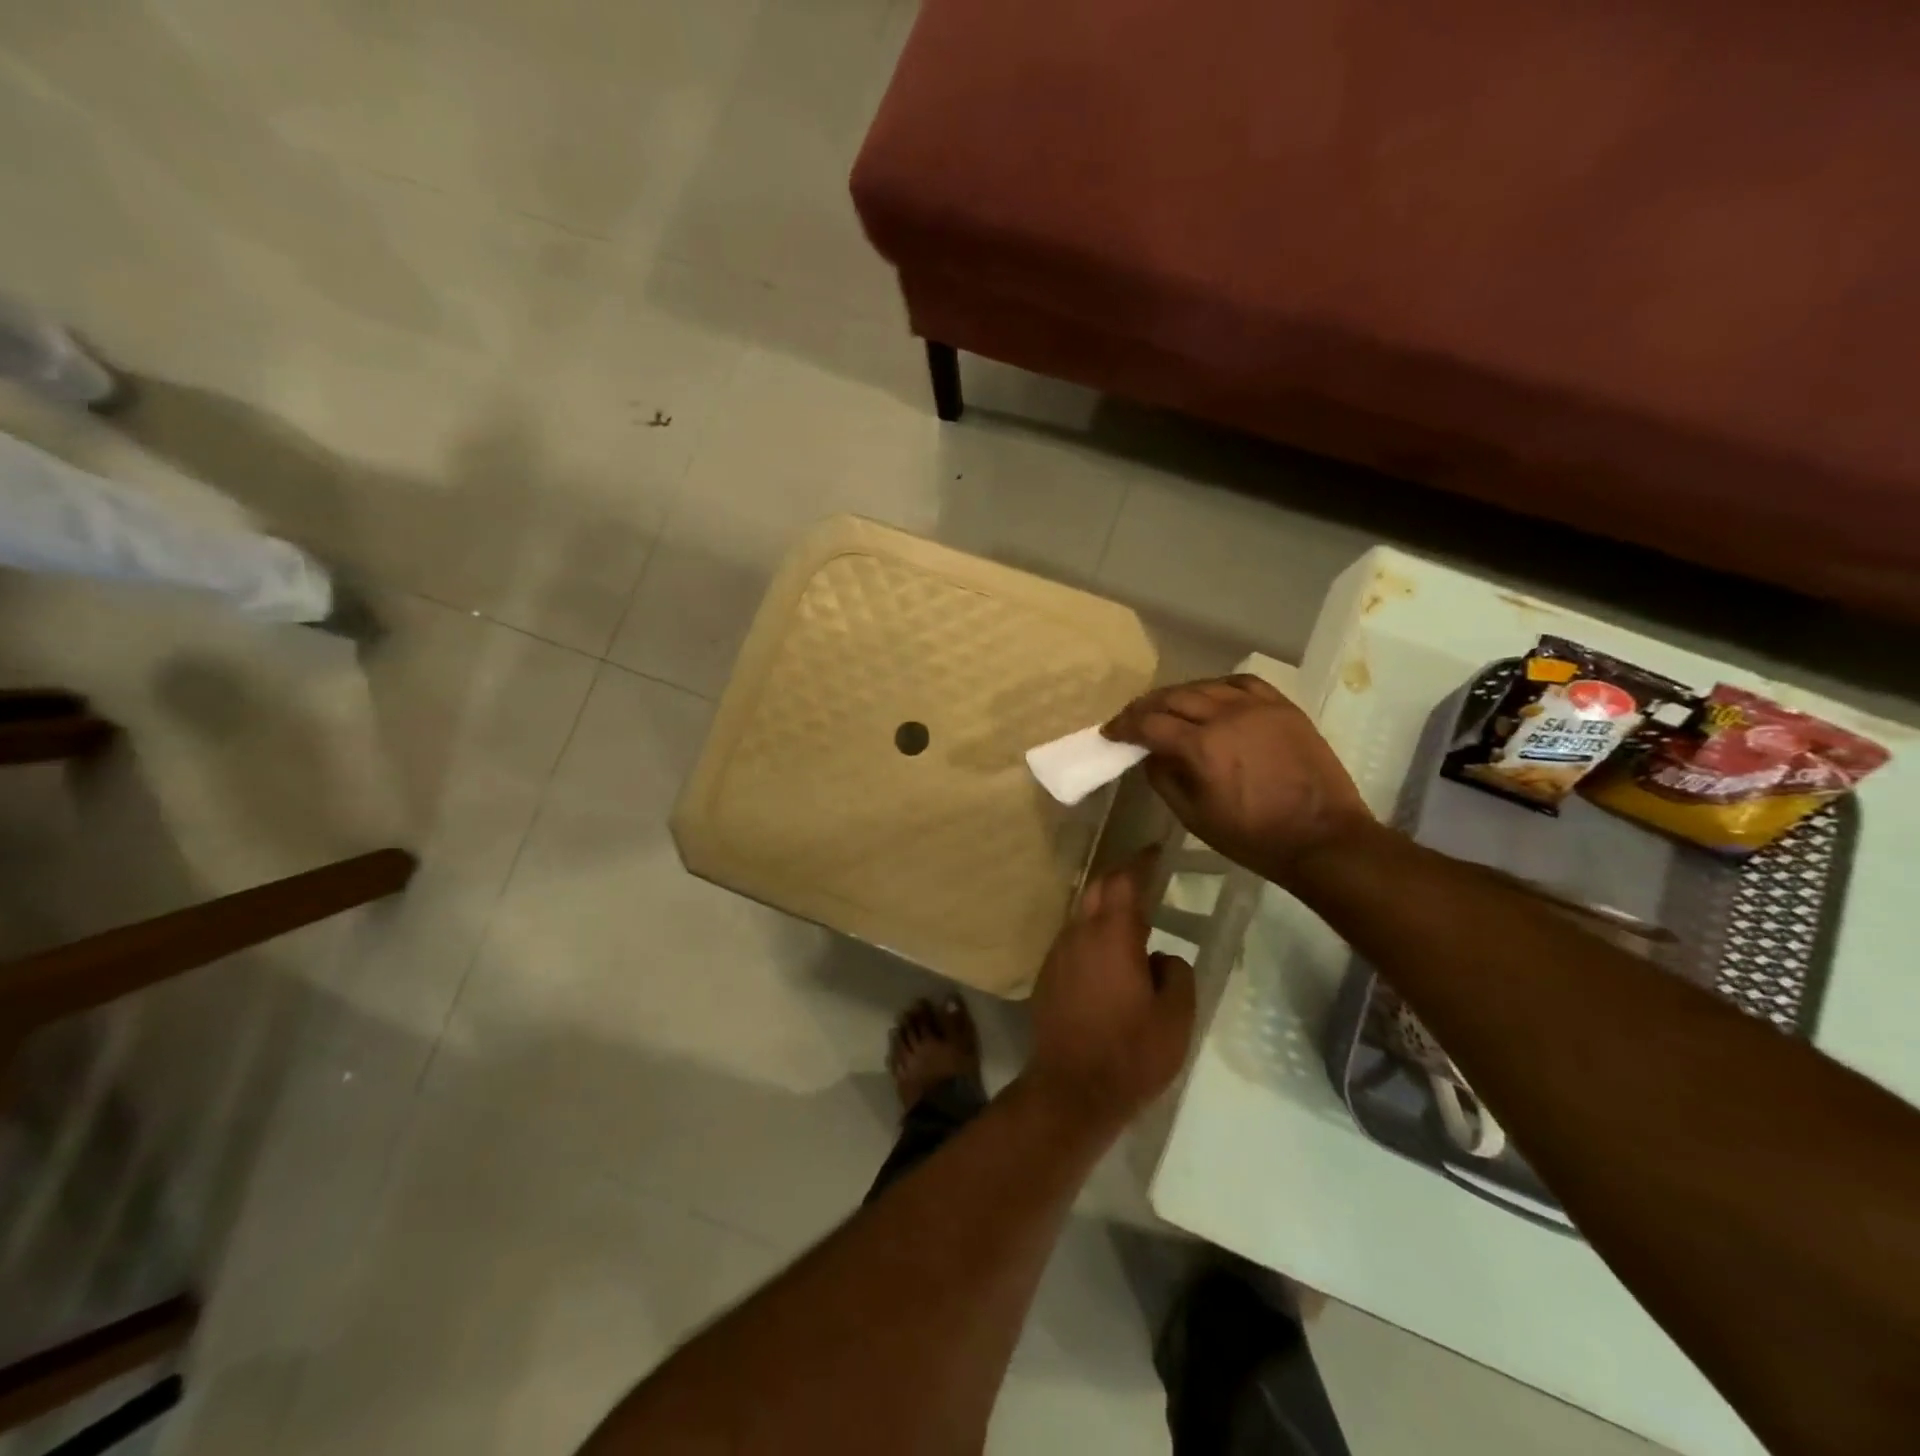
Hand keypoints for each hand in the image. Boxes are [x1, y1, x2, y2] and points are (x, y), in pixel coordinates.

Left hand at [1025, 853, 1194, 1131]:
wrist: (1071, 1089)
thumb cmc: (1131, 1053)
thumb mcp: (1176, 1017)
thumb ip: (1176, 974)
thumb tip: (1160, 958)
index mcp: (1113, 936)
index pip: (1125, 881)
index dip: (1140, 861)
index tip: (1155, 850)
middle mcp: (1080, 935)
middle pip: (1098, 890)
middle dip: (1121, 877)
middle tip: (1145, 876)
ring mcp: (1058, 954)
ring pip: (1082, 914)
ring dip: (1105, 907)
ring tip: (1131, 918)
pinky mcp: (1048, 975)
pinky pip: (1073, 939)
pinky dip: (1092, 933)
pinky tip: (1107, 955)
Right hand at [1103, 675, 1370, 879]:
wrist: (1322, 838)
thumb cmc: (1253, 837)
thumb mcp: (1194, 818)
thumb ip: (1164, 780)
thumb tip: (1149, 755)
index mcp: (1201, 747)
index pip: (1149, 723)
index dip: (1124, 726)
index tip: (1110, 732)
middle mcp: (1226, 716)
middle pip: (1173, 697)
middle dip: (1145, 707)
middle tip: (1131, 719)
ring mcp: (1258, 707)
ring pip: (1205, 686)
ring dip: (1178, 694)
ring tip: (1167, 707)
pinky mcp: (1283, 707)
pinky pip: (1241, 683)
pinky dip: (1217, 687)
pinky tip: (1210, 696)